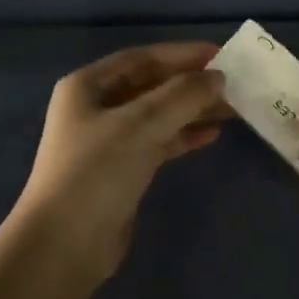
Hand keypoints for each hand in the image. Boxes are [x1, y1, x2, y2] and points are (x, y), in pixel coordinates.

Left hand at [10, 41, 229, 282]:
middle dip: (190, 84)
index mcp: (88, 86)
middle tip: (233, 83)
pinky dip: (183, 137)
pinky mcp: (121, 170)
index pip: (142, 58)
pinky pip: (158, 143)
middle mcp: (95, 107)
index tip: (221, 54)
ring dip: (192, 110)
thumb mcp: (141, 125)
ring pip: (158, 115)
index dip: (181, 54)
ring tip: (232, 108)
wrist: (65, 244)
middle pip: (151, 86)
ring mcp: (107, 141)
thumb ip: (182, 96)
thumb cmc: (97, 172)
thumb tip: (217, 77)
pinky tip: (211, 135)